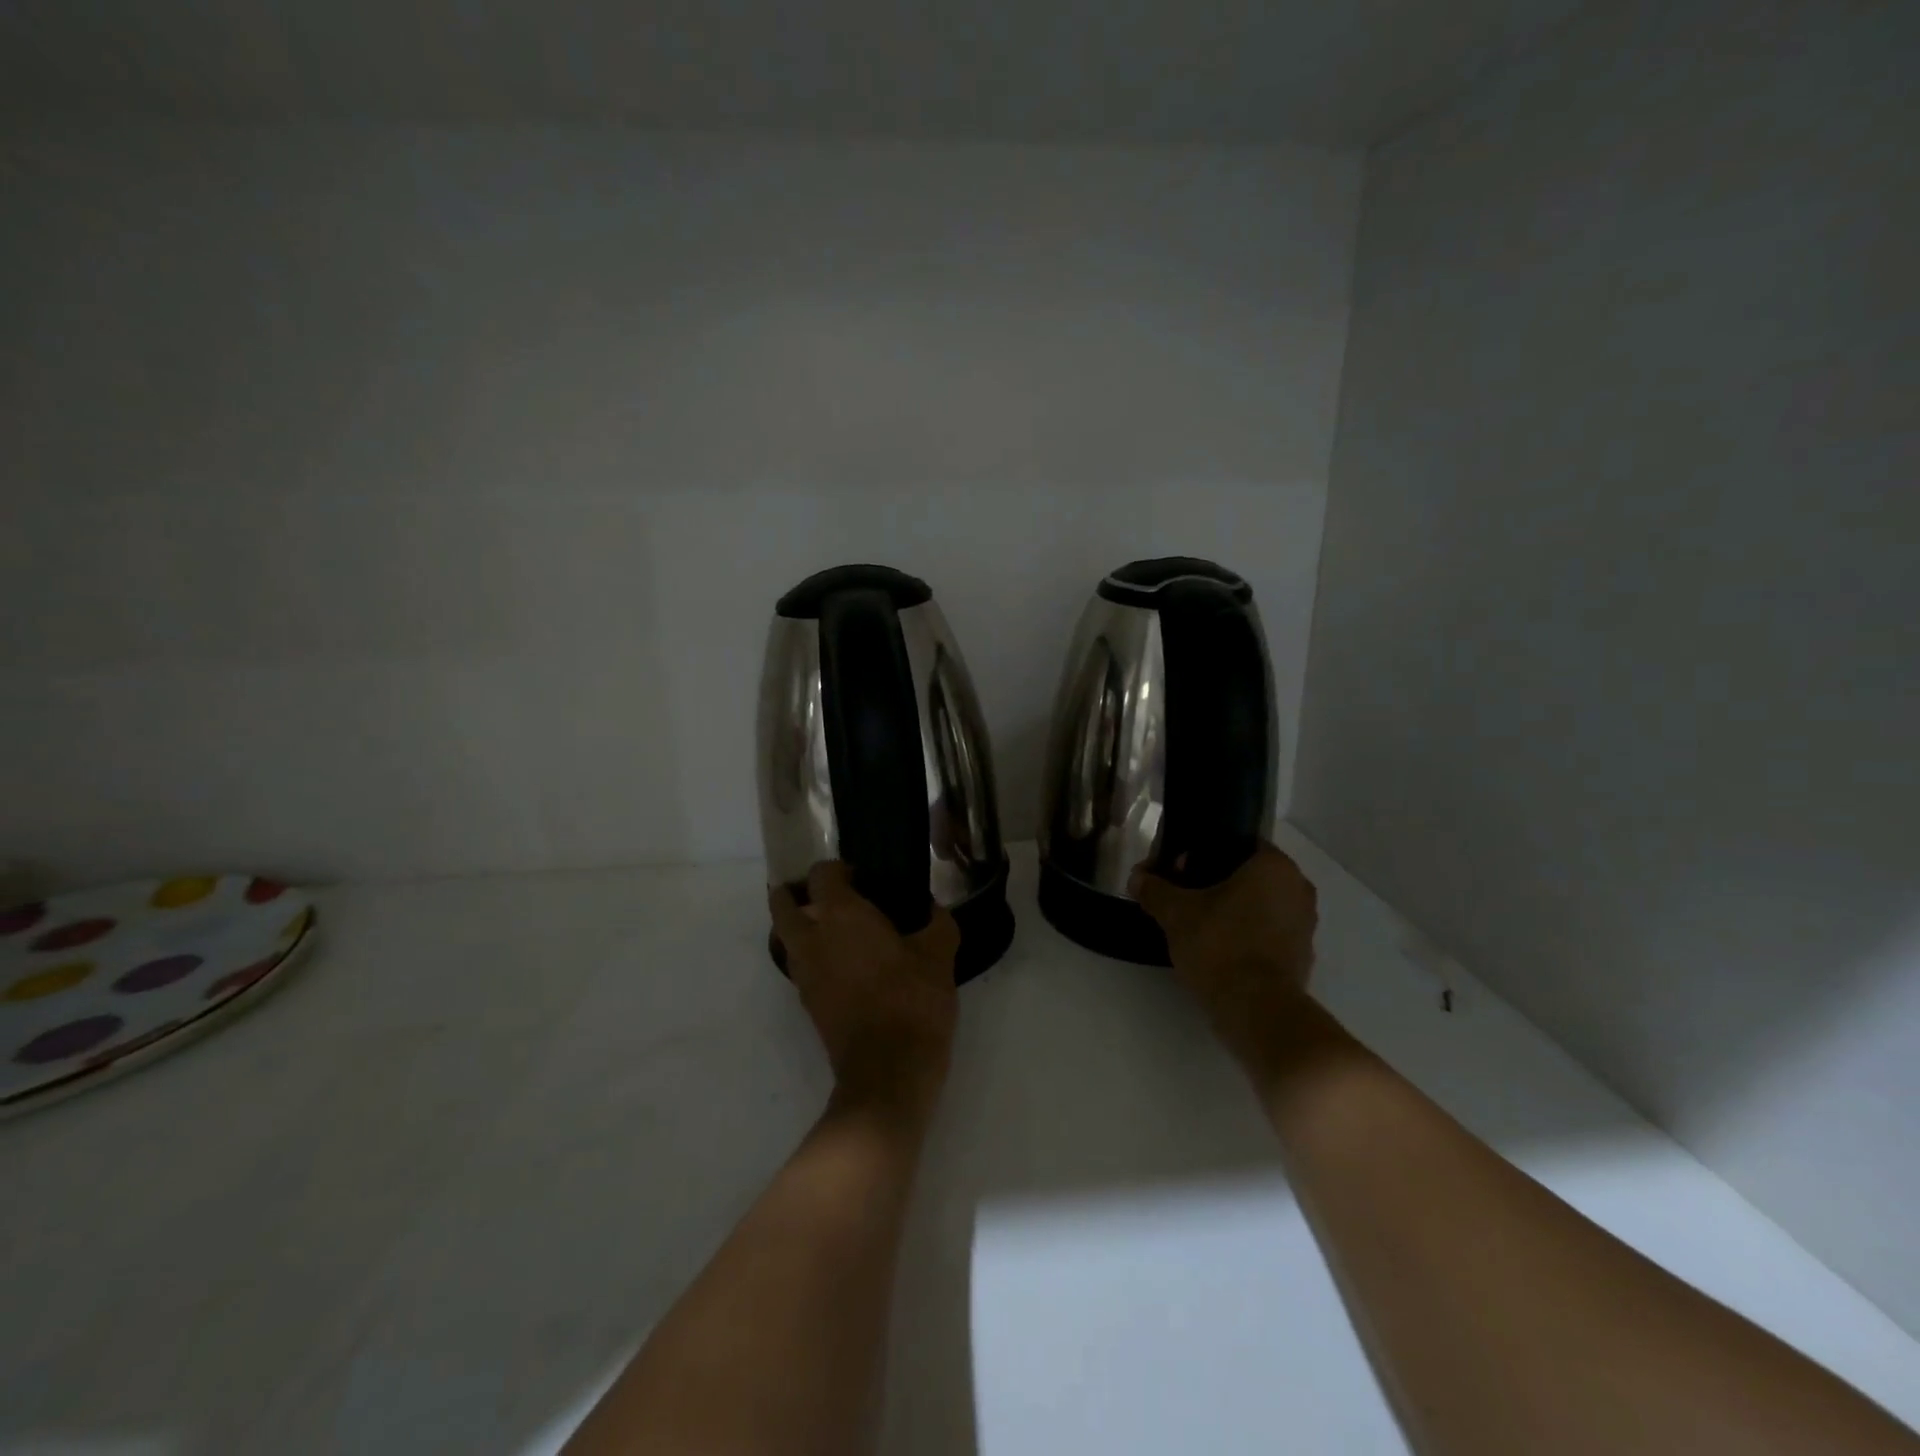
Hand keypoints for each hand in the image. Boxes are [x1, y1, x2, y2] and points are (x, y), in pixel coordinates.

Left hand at [770, 862, 960, 1127]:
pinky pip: (802, 967)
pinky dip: (815, 957)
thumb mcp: (939, 956)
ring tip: (842, 931)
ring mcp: (804, 975)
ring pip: (787, 938)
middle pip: (783, 905)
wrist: (889, 1073)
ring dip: (804, 927)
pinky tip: (849, 965)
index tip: (864, 876)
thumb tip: (931, 909)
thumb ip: (937, 923)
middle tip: (833, 897)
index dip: (839, 869)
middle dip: (798, 894)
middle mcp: (812, 940)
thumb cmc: (913, 1001)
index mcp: (840, 916)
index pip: (821, 874)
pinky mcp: (808, 1004)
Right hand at [1131, 842, 1318, 1073]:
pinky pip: (1266, 932)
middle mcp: (1298, 889)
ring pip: (1257, 904)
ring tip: (1193, 924)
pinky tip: (1215, 948)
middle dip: (1212, 881)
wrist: (1257, 1010)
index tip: (1176, 868)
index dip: (1202, 851)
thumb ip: (1155, 890)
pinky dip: (1243, 934)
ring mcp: (1304, 925)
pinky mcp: (1300, 957)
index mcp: (1275, 866)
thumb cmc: (1220, 945)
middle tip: (1180, 895)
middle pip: (1247, 874)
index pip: (1237, 843)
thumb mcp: (1175, 913)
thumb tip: (1137, 878)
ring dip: (1228, 909)